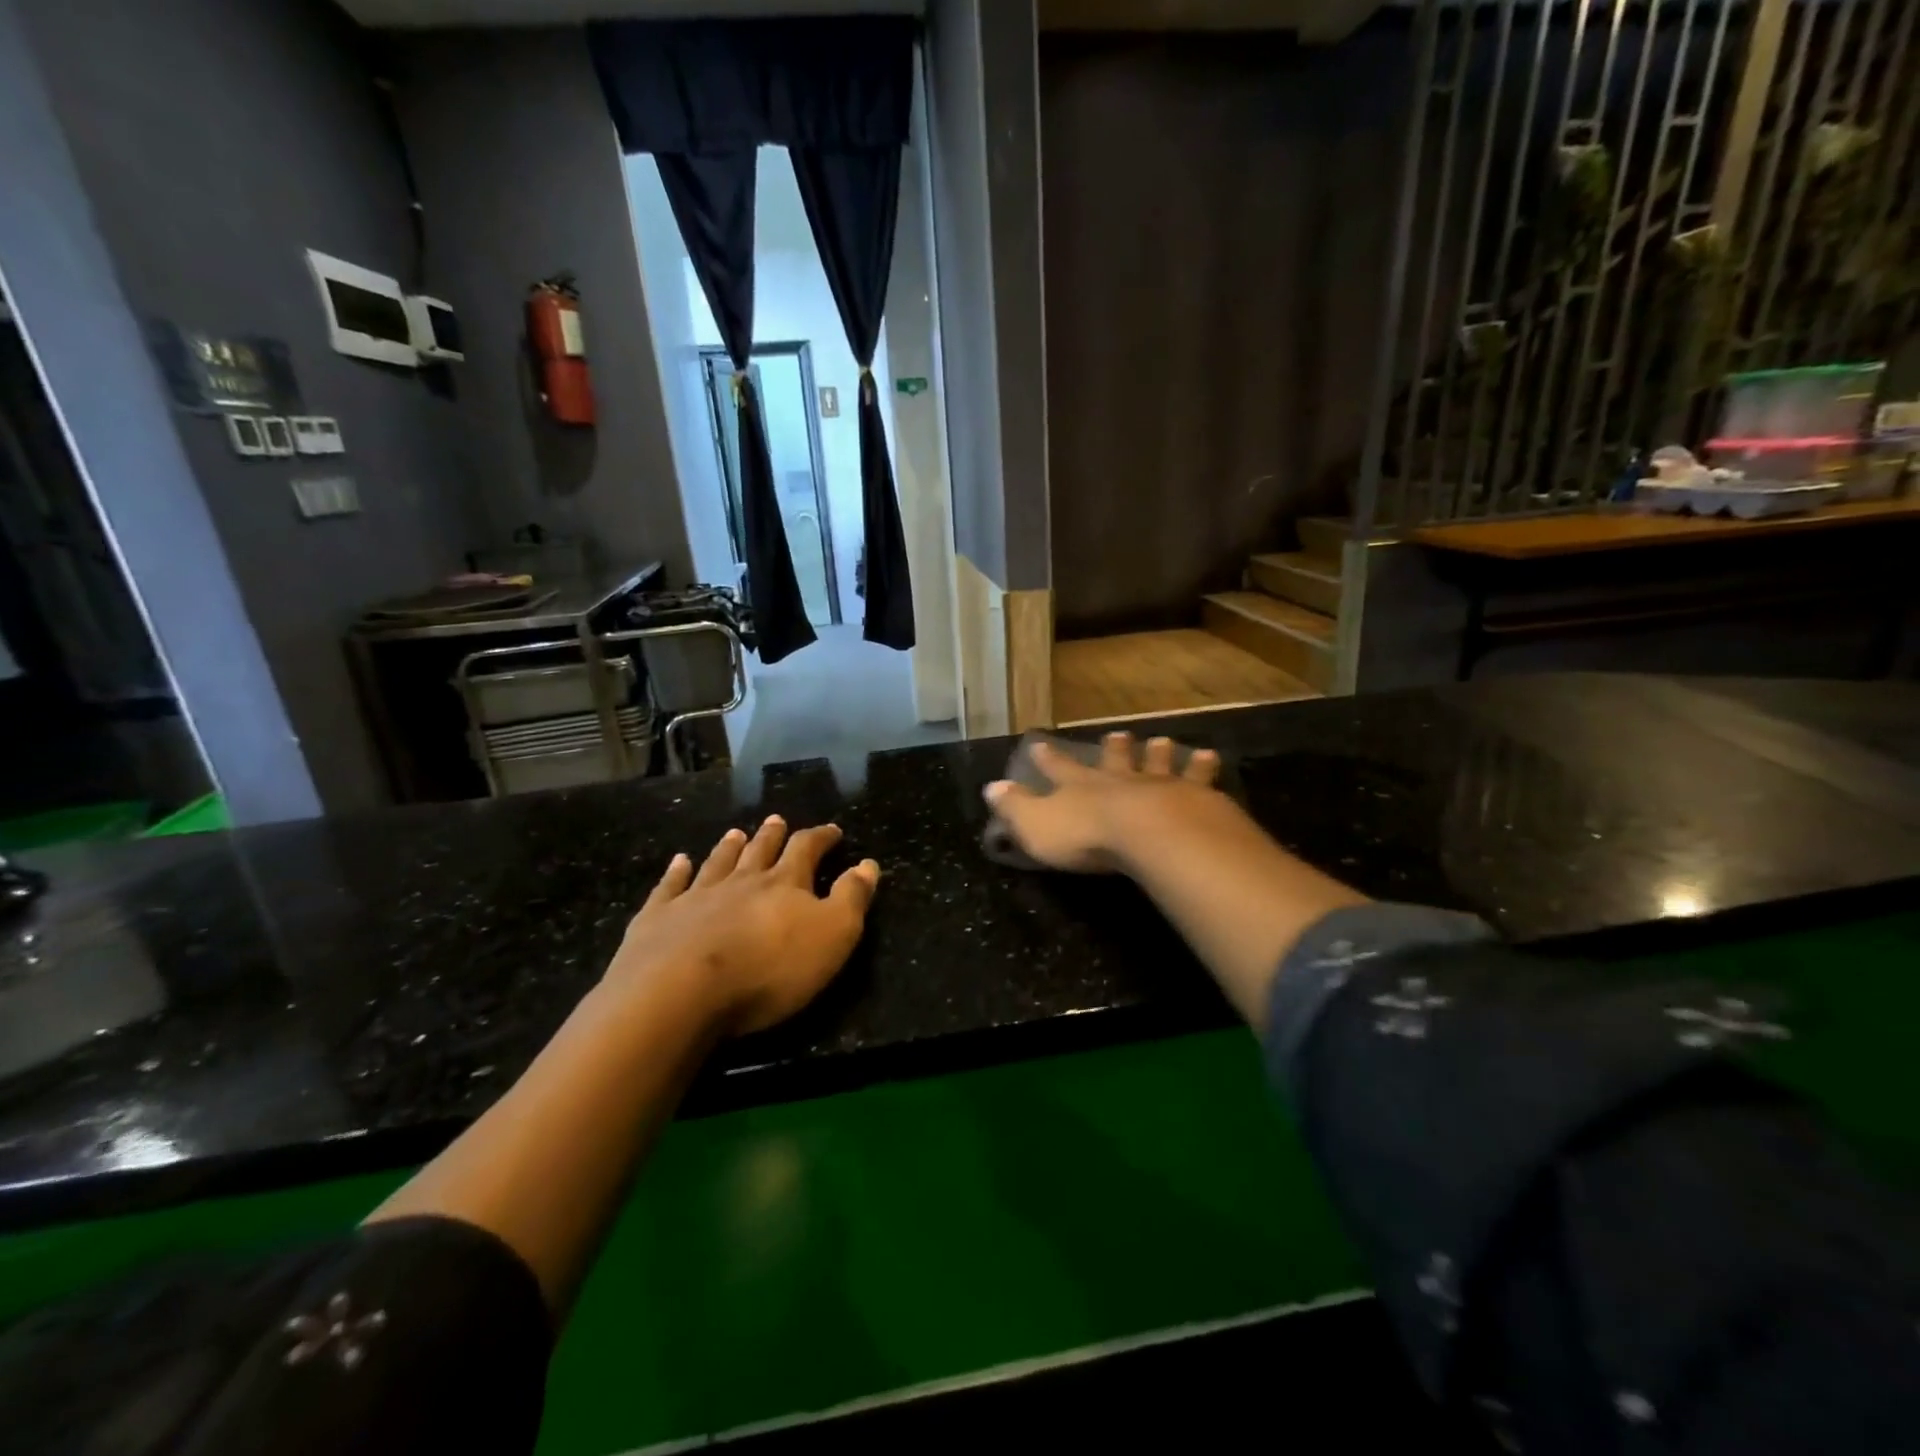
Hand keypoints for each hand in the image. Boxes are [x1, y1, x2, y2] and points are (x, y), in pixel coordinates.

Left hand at [606, 817, 880, 1034]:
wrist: (679, 992)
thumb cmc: (768, 968)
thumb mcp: (832, 935)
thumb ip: (851, 898)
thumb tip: (868, 864)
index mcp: (784, 884)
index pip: (807, 850)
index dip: (821, 838)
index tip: (832, 830)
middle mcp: (740, 881)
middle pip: (760, 850)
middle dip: (772, 835)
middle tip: (777, 820)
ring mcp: (695, 897)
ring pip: (718, 863)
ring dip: (729, 847)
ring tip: (736, 833)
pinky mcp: (658, 918)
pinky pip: (670, 887)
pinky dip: (676, 872)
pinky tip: (679, 862)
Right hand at [983, 733, 1229, 873]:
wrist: (1150, 834)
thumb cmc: (1087, 835)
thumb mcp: (1036, 825)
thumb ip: (1014, 807)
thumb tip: (990, 787)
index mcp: (1080, 787)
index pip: (1058, 768)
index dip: (1048, 758)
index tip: (1039, 743)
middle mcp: (1119, 780)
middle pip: (1115, 760)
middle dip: (1113, 749)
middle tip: (1118, 735)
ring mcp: (1159, 786)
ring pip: (1157, 762)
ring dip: (1158, 753)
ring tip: (1163, 741)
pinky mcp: (1195, 798)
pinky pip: (1200, 778)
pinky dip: (1203, 768)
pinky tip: (1210, 759)